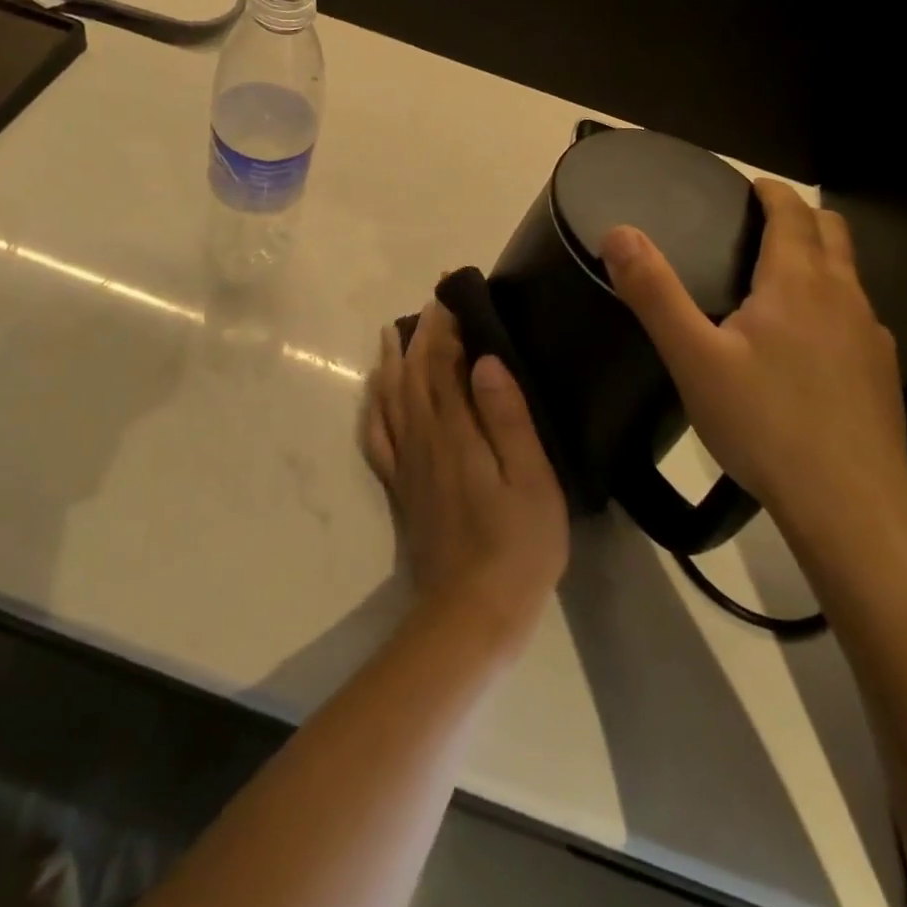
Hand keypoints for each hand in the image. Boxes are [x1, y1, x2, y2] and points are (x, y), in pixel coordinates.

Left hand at [364, 298, 568, 648]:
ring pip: (391, 397)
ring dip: (391, 360)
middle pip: (413, 373)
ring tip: (393, 332)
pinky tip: (375, 394)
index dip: (443, 325)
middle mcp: (424, 437)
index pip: (442, 362)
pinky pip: (377, 436)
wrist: (471, 613)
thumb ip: (508, 417)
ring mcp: (407, 463)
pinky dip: (374, 406)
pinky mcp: (401, 486)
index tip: (449, 293)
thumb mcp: (532, 480)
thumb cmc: (517, 545)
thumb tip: (486, 360)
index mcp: (456, 430)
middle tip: (430, 302)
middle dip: (420, 333)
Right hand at [600, 179, 906, 553]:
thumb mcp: (693, 358)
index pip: (792, 212)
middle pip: (831, 232)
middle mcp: (843, 297)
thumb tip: (619, 233)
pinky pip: (856, 316)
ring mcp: (872, 336)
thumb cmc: (765, 423)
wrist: (851, 505)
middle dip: (799, 216)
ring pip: (848, 274)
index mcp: (797, 282)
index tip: (748, 186)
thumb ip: (654, 292)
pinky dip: (831, 304)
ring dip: (818, 258)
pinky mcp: (882, 374)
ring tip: (774, 280)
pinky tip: (804, 345)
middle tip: (757, 223)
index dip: (770, 192)